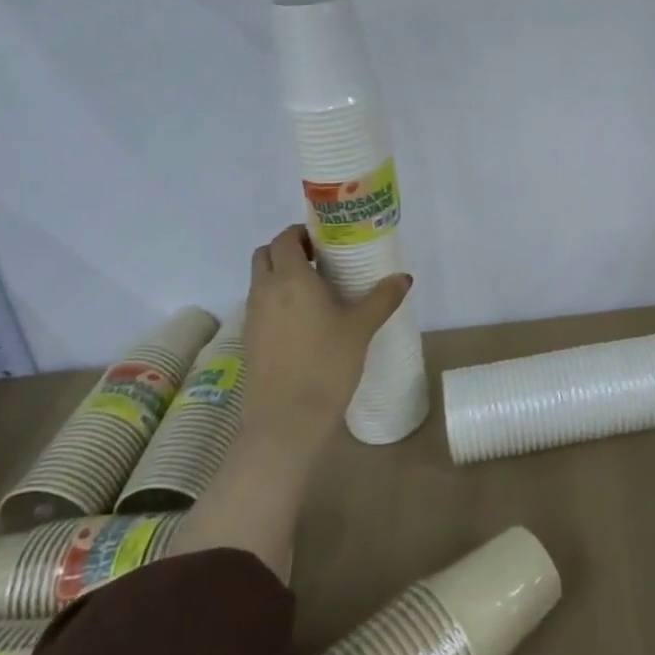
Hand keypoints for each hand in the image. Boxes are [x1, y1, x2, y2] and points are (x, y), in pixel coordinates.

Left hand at [241, 225, 411, 450]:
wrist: (286, 421)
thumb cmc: (327, 364)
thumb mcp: (361, 327)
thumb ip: (383, 297)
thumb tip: (404, 277)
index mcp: (289, 278)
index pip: (284, 238)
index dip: (302, 233)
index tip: (326, 242)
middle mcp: (264, 290)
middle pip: (265, 255)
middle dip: (287, 250)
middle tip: (319, 261)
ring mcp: (252, 317)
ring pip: (259, 280)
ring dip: (280, 275)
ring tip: (316, 291)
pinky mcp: (249, 340)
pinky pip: (260, 306)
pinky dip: (276, 300)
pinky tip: (304, 321)